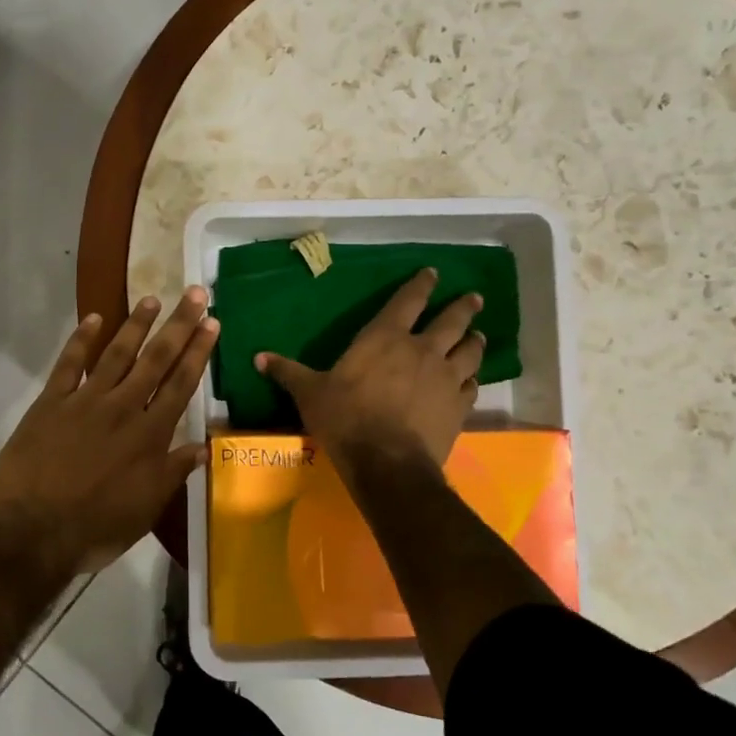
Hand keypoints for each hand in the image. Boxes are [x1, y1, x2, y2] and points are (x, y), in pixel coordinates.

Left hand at [0, 288, 216, 576]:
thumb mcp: (146, 508)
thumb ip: (173, 472)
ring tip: (152, 298)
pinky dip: (80, 340)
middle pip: (155, 360)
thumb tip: (203, 445)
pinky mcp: (51, 402)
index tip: (212, 323)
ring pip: (116, 354)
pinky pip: (69, 364)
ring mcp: (85, 401)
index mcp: (149, 435)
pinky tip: (93, 318)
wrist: (32, 531)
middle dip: (178, 325)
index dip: (198, 352)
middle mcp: (122, 408)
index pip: (181, 384)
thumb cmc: (96, 526)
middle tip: (195, 294)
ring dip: (136, 325)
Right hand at [257, 268, 481, 472]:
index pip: (408, 301)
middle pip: (451, 321)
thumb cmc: (345, 419)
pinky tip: (471, 381)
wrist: (387, 463)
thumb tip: (258, 357)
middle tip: (474, 298)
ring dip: (474, 341)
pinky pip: (472, 386)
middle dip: (463, 307)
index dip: (422, 284)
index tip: (434, 273)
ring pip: (470, 351)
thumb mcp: (309, 393)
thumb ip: (288, 372)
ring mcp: (446, 378)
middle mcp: (422, 350)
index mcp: (385, 338)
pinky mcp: (459, 407)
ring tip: (477, 335)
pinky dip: (472, 380)